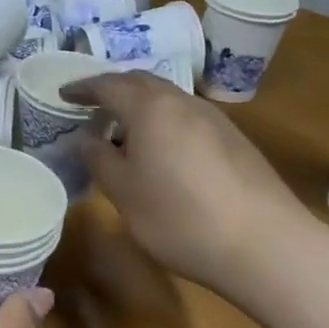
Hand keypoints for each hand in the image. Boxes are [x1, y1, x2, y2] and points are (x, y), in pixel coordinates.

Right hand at [63, 70, 314, 296]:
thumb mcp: (124, 193)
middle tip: (91, 106)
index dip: (83, 88)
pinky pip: (187, 118)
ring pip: (168, 99)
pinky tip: (162, 151)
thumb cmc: (179, 217)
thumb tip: (84, 138)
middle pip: (142, 82)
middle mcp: (184, 102)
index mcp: (151, 108)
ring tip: (123, 130)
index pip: (109, 85)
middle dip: (113, 89)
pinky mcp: (235, 141)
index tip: (63, 94)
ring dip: (140, 106)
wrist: (265, 245)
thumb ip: (98, 159)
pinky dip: (164, 122)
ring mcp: (215, 120)